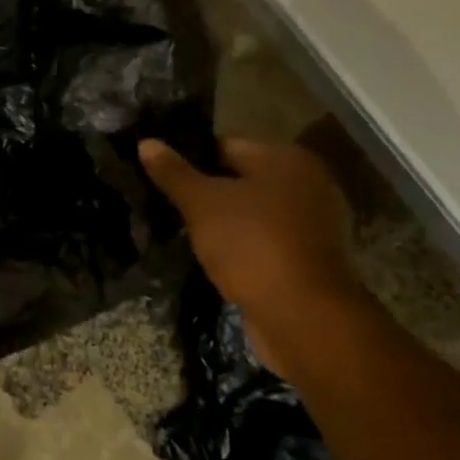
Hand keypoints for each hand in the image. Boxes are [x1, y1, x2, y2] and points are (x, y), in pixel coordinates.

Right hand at [139, 136, 368, 377]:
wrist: (303, 318)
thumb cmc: (252, 245)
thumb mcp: (201, 204)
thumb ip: (173, 172)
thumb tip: (146, 142)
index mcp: (285, 159)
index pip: (225, 145)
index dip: (189, 158)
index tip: (160, 174)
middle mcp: (307, 184)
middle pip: (240, 179)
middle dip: (205, 191)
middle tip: (166, 202)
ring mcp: (313, 224)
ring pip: (252, 212)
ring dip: (222, 221)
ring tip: (182, 230)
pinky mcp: (310, 259)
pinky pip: (264, 240)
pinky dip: (241, 245)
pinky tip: (211, 255)